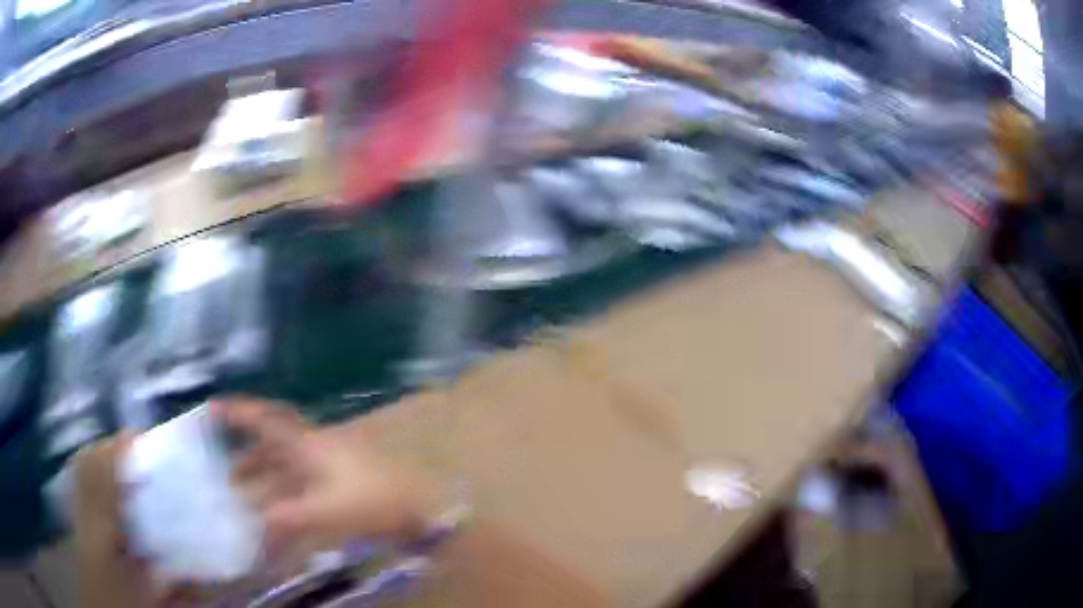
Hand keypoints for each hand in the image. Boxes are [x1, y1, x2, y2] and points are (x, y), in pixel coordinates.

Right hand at [215, 398, 427, 554]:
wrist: (419, 508)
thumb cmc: (370, 503)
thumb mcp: (323, 512)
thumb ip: (285, 518)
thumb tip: (255, 522)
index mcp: (307, 444)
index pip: (265, 419)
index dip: (238, 412)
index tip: (211, 408)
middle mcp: (315, 447)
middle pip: (272, 444)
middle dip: (247, 456)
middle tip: (226, 473)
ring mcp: (329, 463)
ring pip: (286, 464)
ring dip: (265, 477)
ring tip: (244, 496)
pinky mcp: (341, 480)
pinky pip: (302, 481)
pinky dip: (286, 493)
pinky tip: (279, 511)